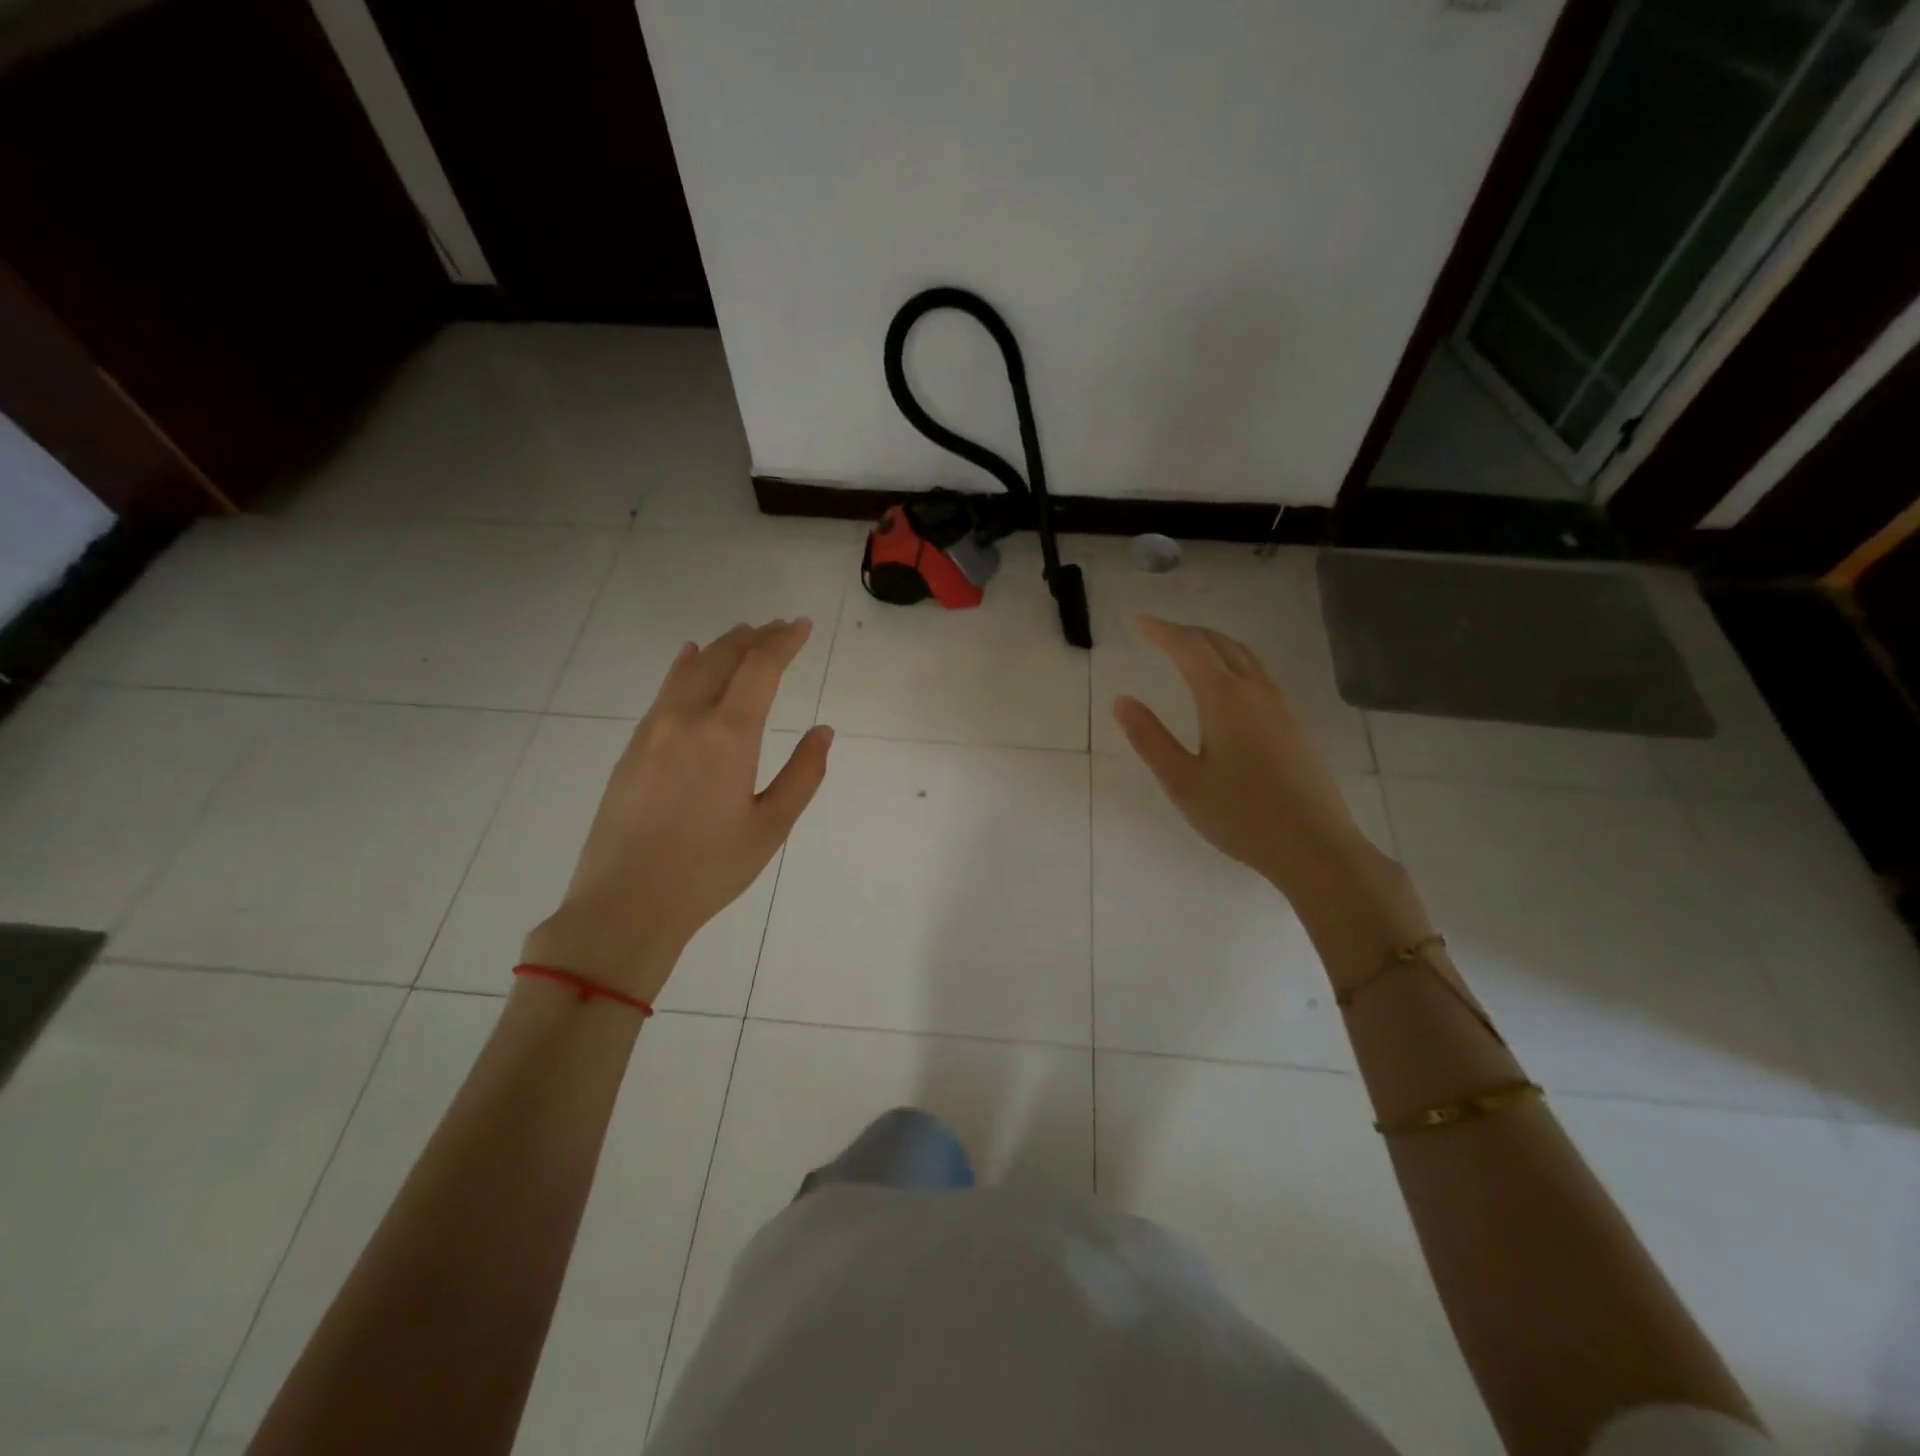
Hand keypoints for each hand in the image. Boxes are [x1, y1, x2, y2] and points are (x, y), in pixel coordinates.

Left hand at [521, 620, 833, 1002]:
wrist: (625, 904)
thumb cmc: (708, 870)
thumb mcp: (771, 827)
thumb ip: (803, 774)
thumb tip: (824, 732)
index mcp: (728, 735)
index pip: (761, 668)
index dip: (784, 642)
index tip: (803, 625)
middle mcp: (687, 719)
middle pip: (723, 658)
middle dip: (756, 638)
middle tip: (780, 627)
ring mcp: (653, 730)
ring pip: (690, 670)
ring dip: (721, 647)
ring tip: (743, 634)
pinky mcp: (632, 748)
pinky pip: (665, 691)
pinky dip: (685, 667)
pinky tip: (689, 659)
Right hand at [1112, 615, 1377, 898]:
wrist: (1315, 846)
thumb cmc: (1240, 816)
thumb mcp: (1182, 781)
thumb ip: (1150, 738)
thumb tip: (1121, 701)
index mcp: (1224, 699)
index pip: (1189, 649)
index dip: (1162, 632)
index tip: (1139, 623)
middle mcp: (1256, 692)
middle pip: (1219, 645)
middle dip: (1187, 633)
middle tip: (1159, 633)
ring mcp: (1281, 707)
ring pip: (1244, 657)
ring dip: (1213, 645)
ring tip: (1189, 650)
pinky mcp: (1294, 725)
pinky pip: (1259, 675)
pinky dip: (1233, 662)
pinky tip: (1227, 686)